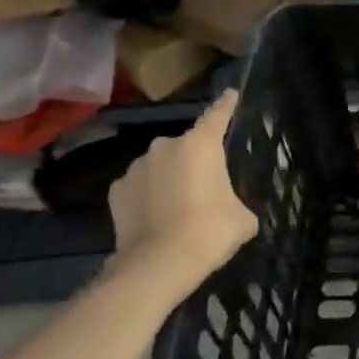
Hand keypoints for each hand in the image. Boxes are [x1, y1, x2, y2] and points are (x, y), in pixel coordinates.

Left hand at [108, 90, 258, 284]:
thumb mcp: (242, 219)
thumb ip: (239, 203)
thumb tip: (235, 210)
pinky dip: (148, 195)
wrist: (158, 264)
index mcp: (201, 145)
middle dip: (196, 159)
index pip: (218, 115)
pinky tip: (156, 215)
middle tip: (206, 184)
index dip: (227, 104)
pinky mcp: (117, 191)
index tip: (230, 94)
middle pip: (186, 145)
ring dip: (170, 177)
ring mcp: (136, 167)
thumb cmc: (210, 231)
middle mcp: (166, 146)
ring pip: (160, 166)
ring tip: (179, 204)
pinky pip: (139, 186)